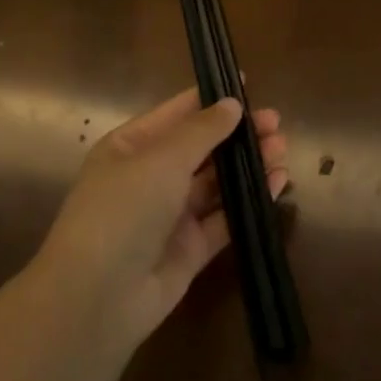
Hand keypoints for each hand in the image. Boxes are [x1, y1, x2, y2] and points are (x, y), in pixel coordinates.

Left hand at [33, 87, 289, 340]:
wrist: (98, 296)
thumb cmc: (123, 210)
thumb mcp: (161, 159)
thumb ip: (202, 131)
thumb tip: (232, 104)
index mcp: (130, 147)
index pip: (176, 114)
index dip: (211, 99)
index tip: (249, 85)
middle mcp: (150, 177)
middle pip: (201, 148)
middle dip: (237, 134)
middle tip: (276, 124)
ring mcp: (170, 215)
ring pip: (216, 182)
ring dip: (248, 165)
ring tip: (282, 150)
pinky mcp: (190, 248)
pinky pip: (225, 217)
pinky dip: (250, 200)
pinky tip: (277, 184)